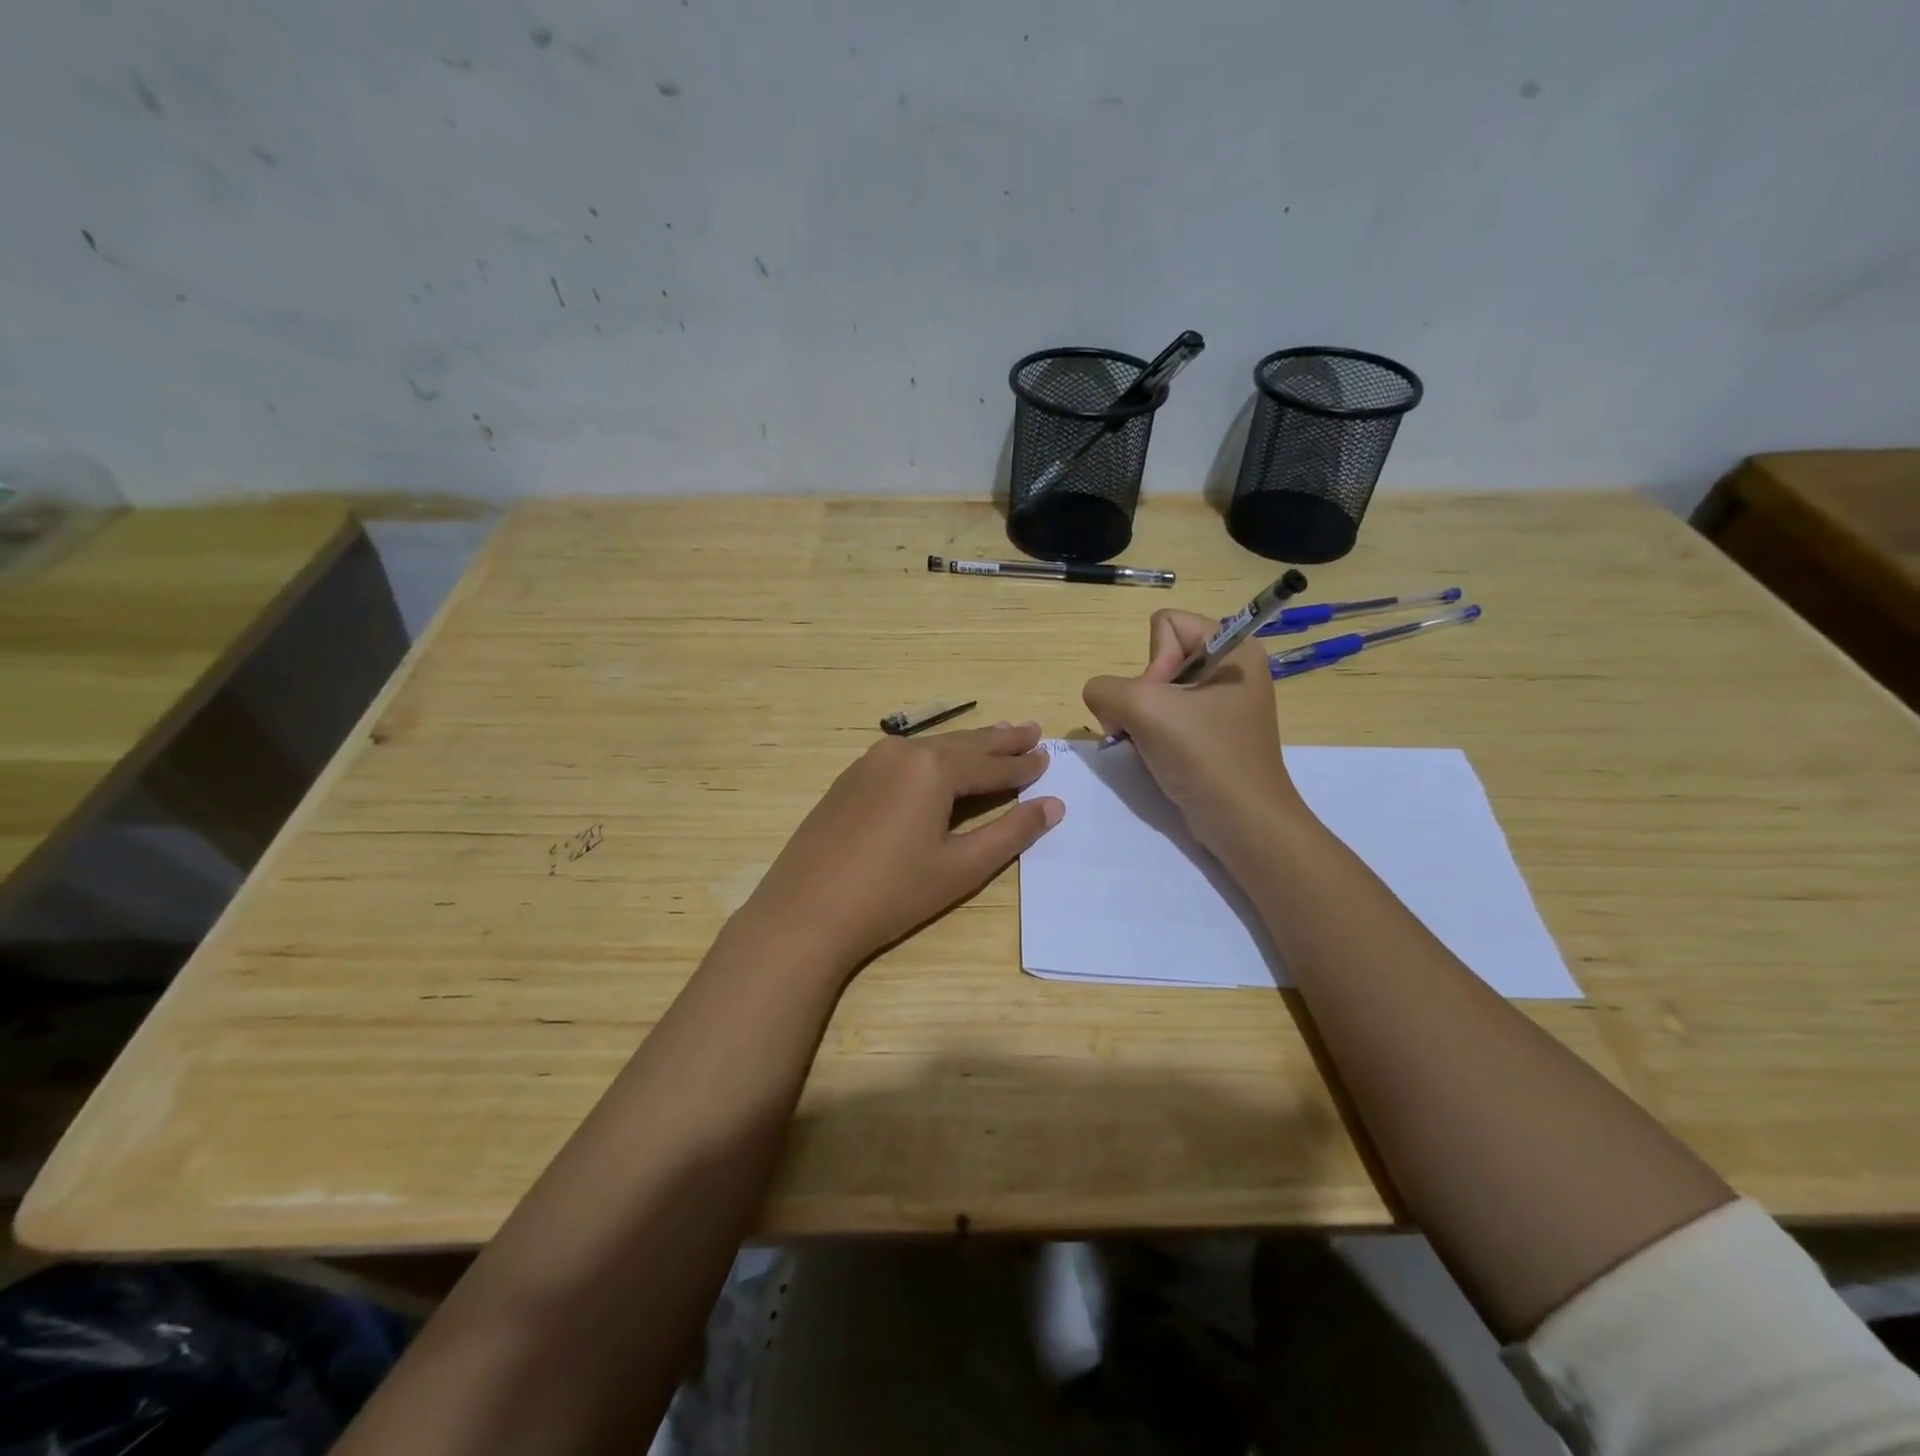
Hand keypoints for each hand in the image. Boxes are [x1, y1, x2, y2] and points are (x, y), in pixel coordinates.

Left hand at [738, 722, 1062, 969]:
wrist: (805, 912)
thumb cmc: (892, 892)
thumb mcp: (961, 866)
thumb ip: (1011, 832)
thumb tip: (1052, 805)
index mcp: (933, 768)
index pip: (991, 764)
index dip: (1022, 765)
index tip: (1047, 755)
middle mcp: (902, 752)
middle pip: (962, 744)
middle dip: (999, 740)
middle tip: (1030, 730)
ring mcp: (870, 762)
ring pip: (931, 748)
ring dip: (966, 745)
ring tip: (995, 737)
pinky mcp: (849, 779)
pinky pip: (904, 759)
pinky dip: (932, 758)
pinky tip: (939, 763)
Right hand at [1082, 610, 1301, 854]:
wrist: (1243, 822)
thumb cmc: (1205, 756)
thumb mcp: (1144, 709)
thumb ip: (1105, 689)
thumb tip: (1101, 699)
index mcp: (1234, 648)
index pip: (1166, 624)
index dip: (1152, 662)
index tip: (1161, 702)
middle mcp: (1232, 669)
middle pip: (1159, 658)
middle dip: (1141, 695)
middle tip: (1151, 728)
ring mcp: (1223, 704)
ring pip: (1157, 692)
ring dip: (1140, 718)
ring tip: (1149, 745)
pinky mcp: (1213, 734)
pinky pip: (1167, 717)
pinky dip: (1152, 735)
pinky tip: (1156, 756)